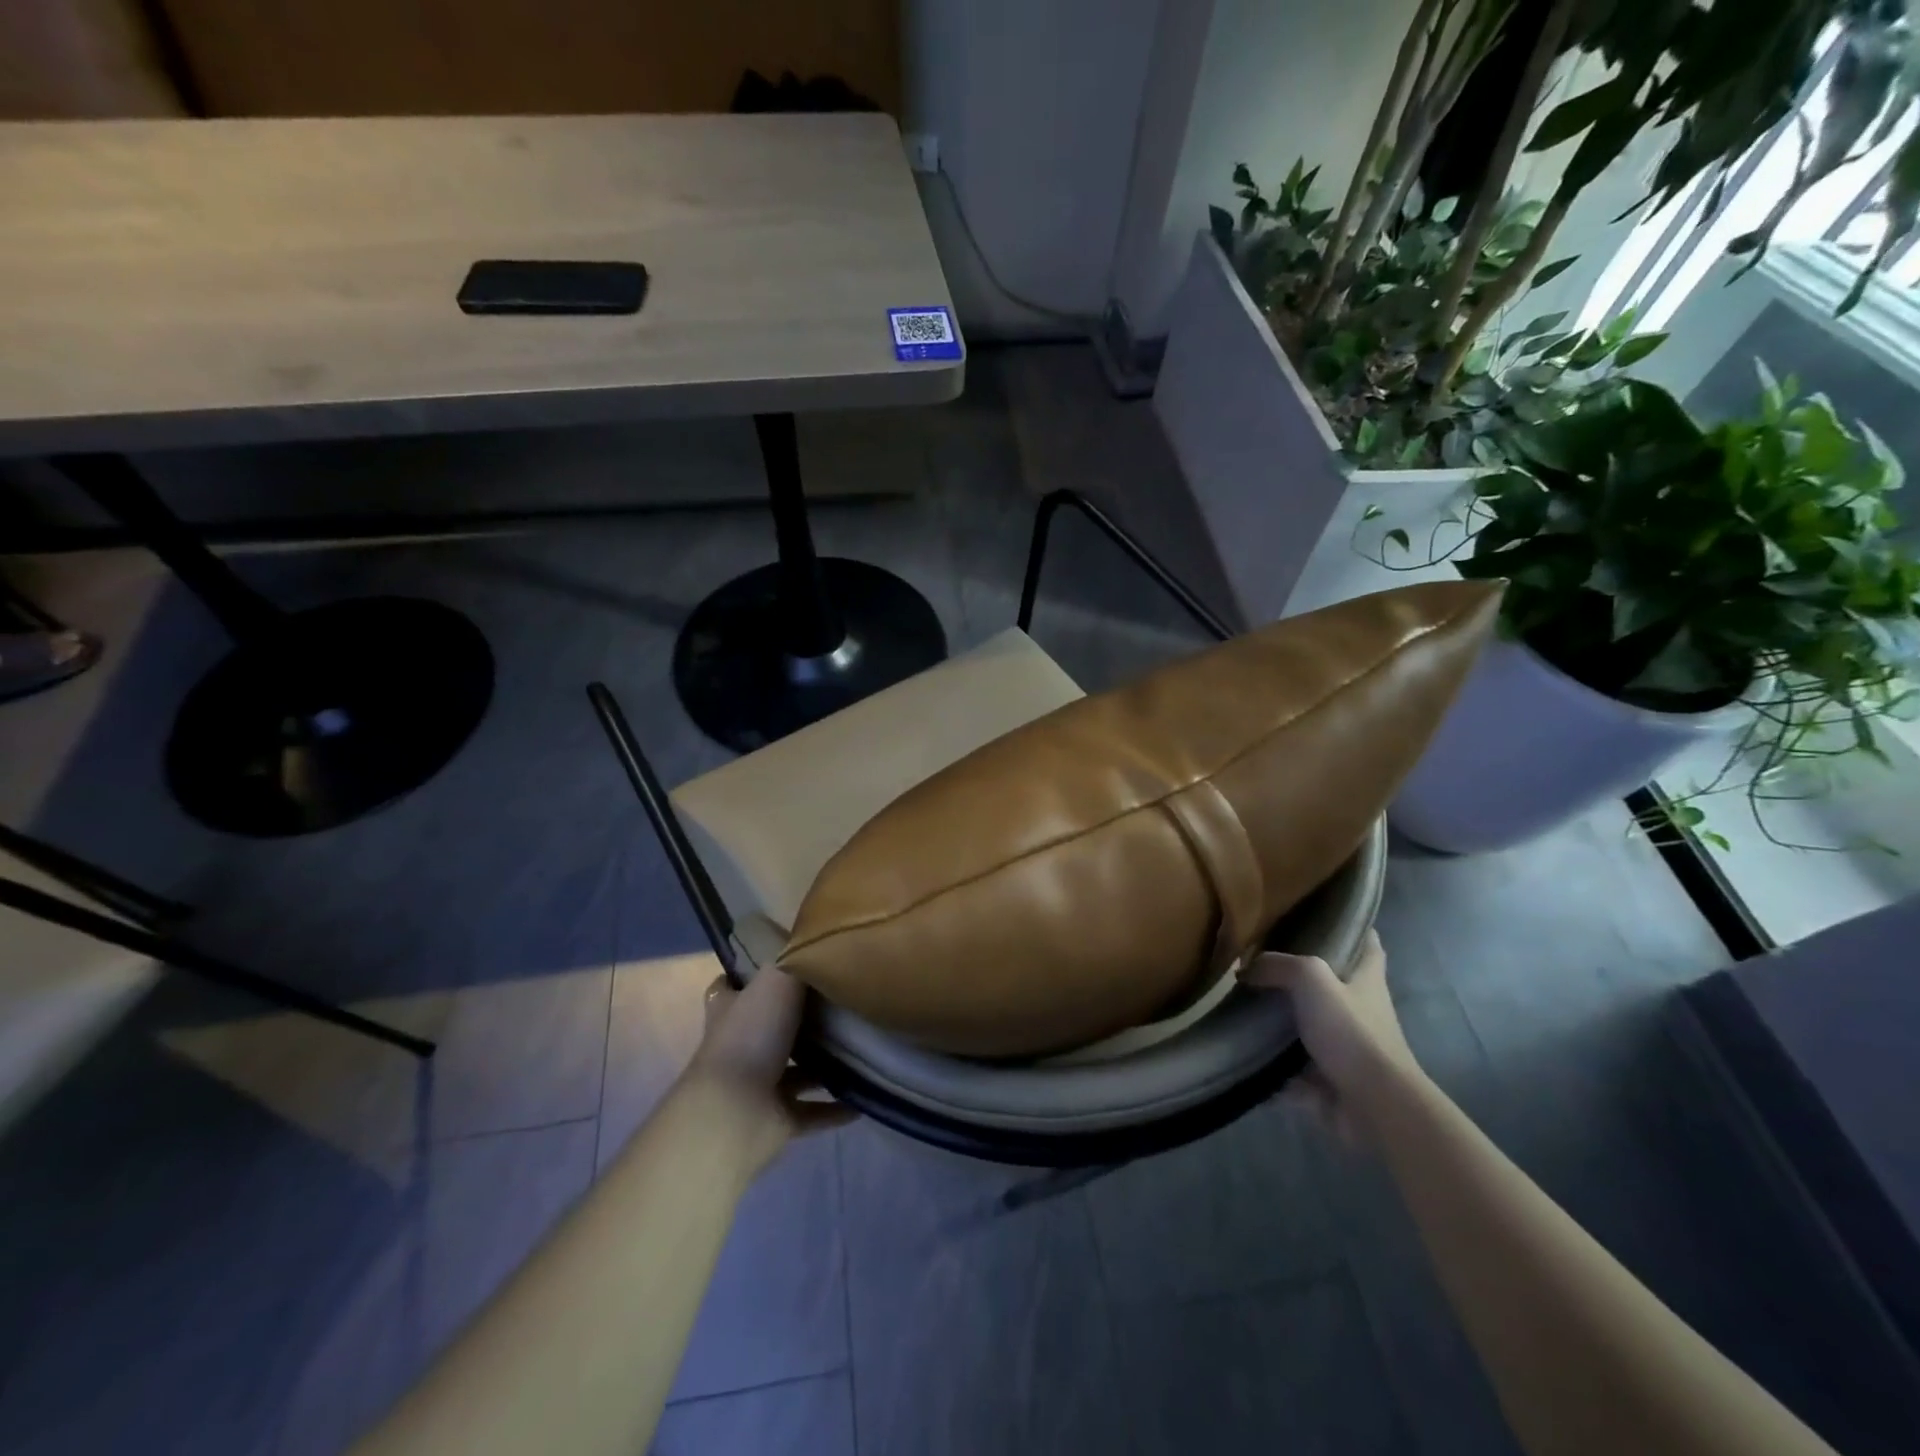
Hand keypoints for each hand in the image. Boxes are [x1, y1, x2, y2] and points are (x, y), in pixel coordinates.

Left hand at [682, 968, 852, 1172]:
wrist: (735, 1112)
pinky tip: (865, 1098)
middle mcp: (742, 1045)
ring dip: (824, 1064)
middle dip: (801, 1018)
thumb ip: (797, 959)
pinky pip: (813, 1111)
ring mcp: (759, 1085)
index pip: (732, 986)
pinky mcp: (777, 1119)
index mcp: (732, 1010)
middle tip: (843, 1000)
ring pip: (796, 1071)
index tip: (785, 964)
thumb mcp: (777, 978)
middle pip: (771, 1026)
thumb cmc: (752, 1036)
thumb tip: (817, 936)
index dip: (750, 974)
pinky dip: (837, 1108)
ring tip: (864, 1046)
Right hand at [1240, 930, 1418, 1139]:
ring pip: (1305, 1025)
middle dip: (1297, 974)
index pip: (1367, 942)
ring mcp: (1344, 1047)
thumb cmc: (1351, 1032)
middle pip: (1329, 983)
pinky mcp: (1328, 1079)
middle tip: (1257, 960)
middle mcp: (1359, 1009)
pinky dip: (1270, 1064)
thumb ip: (1277, 965)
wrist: (1373, 1105)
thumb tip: (1245, 969)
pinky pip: (1291, 1067)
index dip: (1351, 927)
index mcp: (1366, 979)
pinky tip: (1239, 1050)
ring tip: (1237, 1004)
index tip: (1320, 915)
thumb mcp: (1311, 979)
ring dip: (1277, 1021)